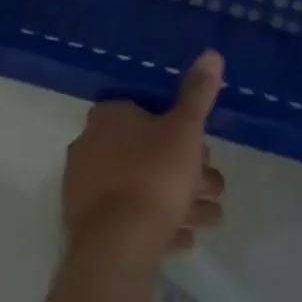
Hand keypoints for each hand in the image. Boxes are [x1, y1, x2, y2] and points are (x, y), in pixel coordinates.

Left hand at [63, 51, 225, 254]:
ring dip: (178, 199)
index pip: (146, 112)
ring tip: (211, 218)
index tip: (204, 148)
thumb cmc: (154, 175)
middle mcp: (90, 146)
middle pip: (147, 152)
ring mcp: (86, 189)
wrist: (117, 248)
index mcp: (109, 117)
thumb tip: (212, 53)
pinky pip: (129, 219)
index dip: (179, 129)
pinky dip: (157, 224)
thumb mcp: (185, 130)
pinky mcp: (88, 228)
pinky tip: (183, 240)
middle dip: (186, 169)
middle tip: (215, 187)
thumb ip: (198, 94)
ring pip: (141, 187)